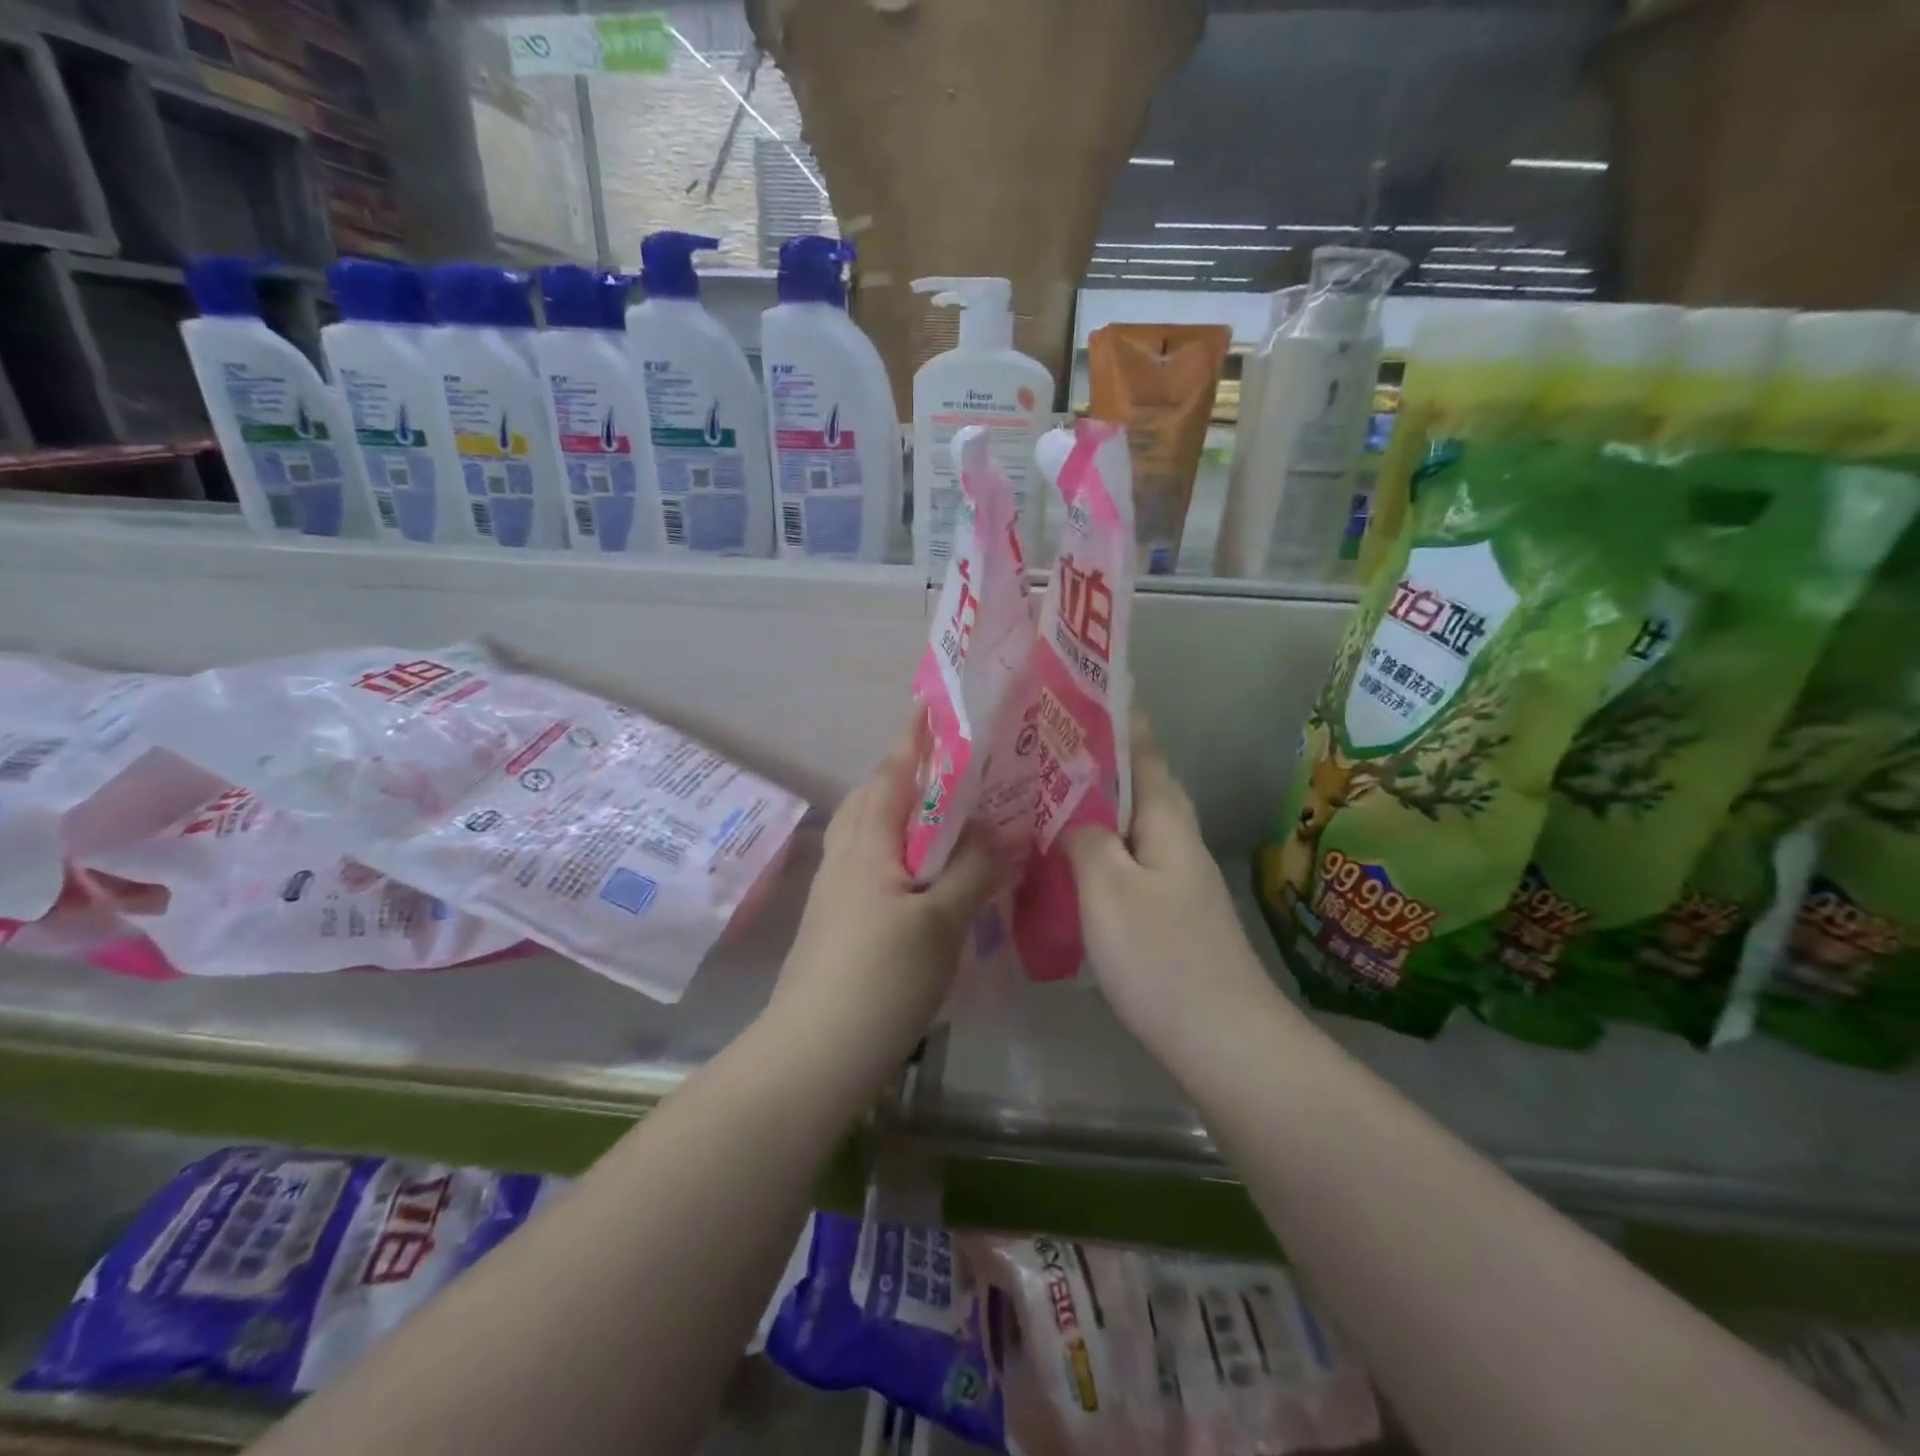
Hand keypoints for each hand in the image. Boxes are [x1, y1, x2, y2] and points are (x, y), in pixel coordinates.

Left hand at [772, 726, 999, 1066]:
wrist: (813, 1052)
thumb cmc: (881, 976)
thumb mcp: (941, 921)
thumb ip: (973, 869)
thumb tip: (1001, 829)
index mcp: (868, 843)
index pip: (891, 774)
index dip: (914, 741)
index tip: (933, 711)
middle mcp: (844, 856)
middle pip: (873, 798)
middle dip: (906, 776)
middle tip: (954, 774)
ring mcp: (834, 891)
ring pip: (868, 834)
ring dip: (900, 816)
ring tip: (944, 822)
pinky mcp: (834, 922)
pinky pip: (868, 866)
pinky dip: (896, 853)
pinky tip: (923, 879)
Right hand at [1063, 720, 1278, 1041]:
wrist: (1224, 1041)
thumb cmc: (1162, 955)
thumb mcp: (1108, 886)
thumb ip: (1084, 838)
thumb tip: (1069, 816)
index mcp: (1167, 819)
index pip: (1144, 750)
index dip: (1117, 718)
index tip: (1079, 691)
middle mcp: (1178, 840)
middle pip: (1138, 785)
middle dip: (1097, 760)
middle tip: (1043, 747)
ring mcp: (1177, 880)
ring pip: (1129, 826)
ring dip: (1094, 807)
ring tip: (1044, 797)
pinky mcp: (1170, 915)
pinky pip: (1127, 863)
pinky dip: (1097, 851)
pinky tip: (1067, 864)